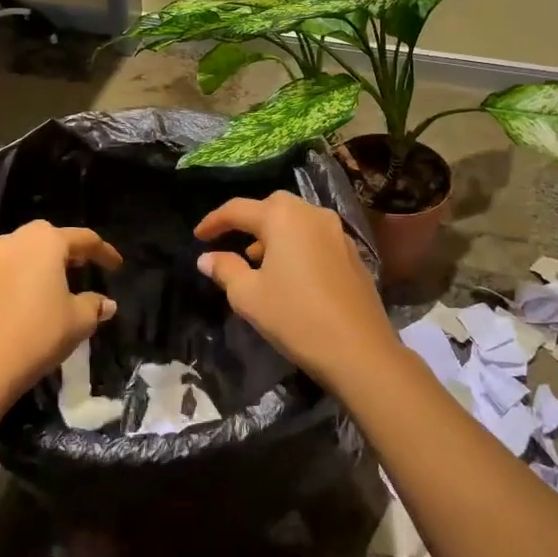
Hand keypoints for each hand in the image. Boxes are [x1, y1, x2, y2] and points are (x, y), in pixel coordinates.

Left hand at [0, 220, 122, 411]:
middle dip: (63, 251)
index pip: (83, 239)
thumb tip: (106, 303)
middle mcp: (12, 243)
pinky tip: (11, 312)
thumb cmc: (37, 335)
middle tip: (78, 269)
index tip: (116, 266)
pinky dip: (5, 289)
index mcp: (45, 243)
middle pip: (44, 238)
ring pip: (14, 257)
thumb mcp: (78, 322)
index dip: (104, 252)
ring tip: (43, 291)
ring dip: (31, 268)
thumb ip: (94, 306)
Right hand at [194, 192, 393, 390]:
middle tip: (231, 241)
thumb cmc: (295, 317)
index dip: (214, 221)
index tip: (198, 236)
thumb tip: (207, 257)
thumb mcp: (249, 296)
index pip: (238, 209)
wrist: (359, 350)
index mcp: (282, 217)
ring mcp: (337, 231)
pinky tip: (290, 274)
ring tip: (258, 262)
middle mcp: (311, 213)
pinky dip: (296, 245)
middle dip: (249, 221)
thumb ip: (225, 270)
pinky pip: (315, 237)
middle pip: (272, 206)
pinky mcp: (352, 252)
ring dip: (274, 234)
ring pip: (296, 221)